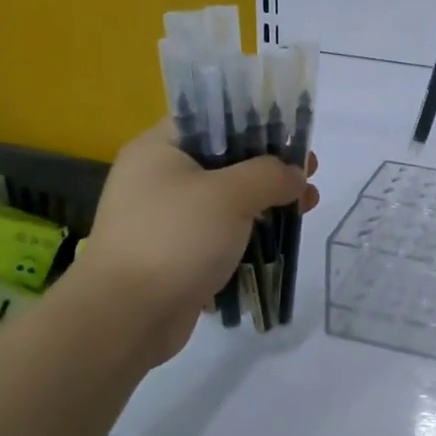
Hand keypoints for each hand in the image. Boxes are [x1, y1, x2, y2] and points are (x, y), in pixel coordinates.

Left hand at [73, 121, 319, 363]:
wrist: (126, 316)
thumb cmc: (176, 238)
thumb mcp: (230, 195)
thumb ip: (269, 175)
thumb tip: (295, 175)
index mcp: (159, 149)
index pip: (211, 120)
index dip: (256, 124)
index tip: (294, 138)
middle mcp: (157, 178)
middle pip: (224, 161)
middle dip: (269, 169)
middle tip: (308, 176)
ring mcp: (164, 219)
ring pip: (224, 200)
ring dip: (264, 203)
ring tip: (306, 207)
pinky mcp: (174, 254)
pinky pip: (218, 234)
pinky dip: (247, 234)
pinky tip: (278, 240)